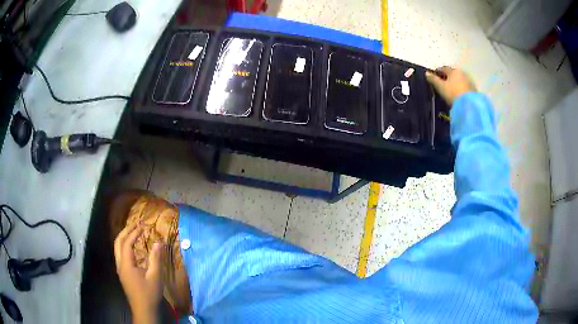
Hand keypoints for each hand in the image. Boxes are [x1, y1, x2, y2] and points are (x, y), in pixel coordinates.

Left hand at [114, 224, 164, 323]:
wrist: (144, 309)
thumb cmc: (149, 293)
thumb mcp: (155, 276)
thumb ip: (156, 258)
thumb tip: (159, 242)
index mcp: (126, 264)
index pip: (127, 243)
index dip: (134, 233)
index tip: (143, 225)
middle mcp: (120, 264)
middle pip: (118, 242)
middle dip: (126, 231)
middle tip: (136, 224)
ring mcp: (120, 269)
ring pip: (117, 248)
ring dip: (124, 237)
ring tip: (133, 231)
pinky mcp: (123, 273)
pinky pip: (121, 254)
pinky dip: (125, 246)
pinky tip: (133, 247)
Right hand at [426, 66, 475, 105]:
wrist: (469, 105)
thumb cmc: (453, 93)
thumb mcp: (441, 87)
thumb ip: (433, 79)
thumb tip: (426, 73)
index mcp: (453, 70)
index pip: (443, 68)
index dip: (437, 72)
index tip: (433, 77)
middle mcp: (461, 72)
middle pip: (451, 73)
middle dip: (446, 77)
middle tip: (442, 84)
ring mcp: (468, 80)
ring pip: (458, 79)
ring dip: (454, 82)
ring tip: (450, 90)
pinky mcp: (473, 89)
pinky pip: (463, 86)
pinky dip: (459, 88)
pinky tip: (457, 94)